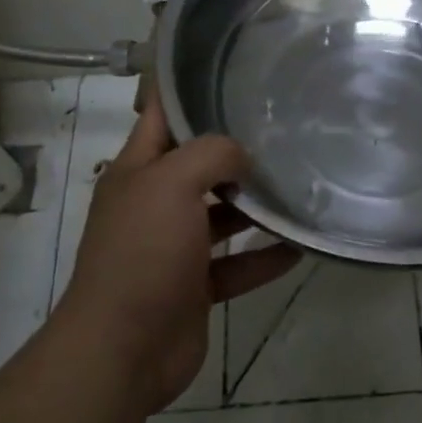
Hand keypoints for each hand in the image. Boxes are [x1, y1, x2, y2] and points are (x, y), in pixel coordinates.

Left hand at [60, 89, 299, 411]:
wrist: (122, 350)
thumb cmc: (143, 252)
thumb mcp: (172, 183)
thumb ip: (212, 154)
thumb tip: (243, 157)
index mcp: (138, 171)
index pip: (162, 116)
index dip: (187, 91)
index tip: (230, 73)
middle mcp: (155, 203)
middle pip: (198, 166)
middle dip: (235, 151)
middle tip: (282, 130)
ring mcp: (174, 247)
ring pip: (221, 216)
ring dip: (255, 206)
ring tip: (298, 185)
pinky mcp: (194, 287)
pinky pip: (236, 265)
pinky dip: (263, 258)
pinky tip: (299, 246)